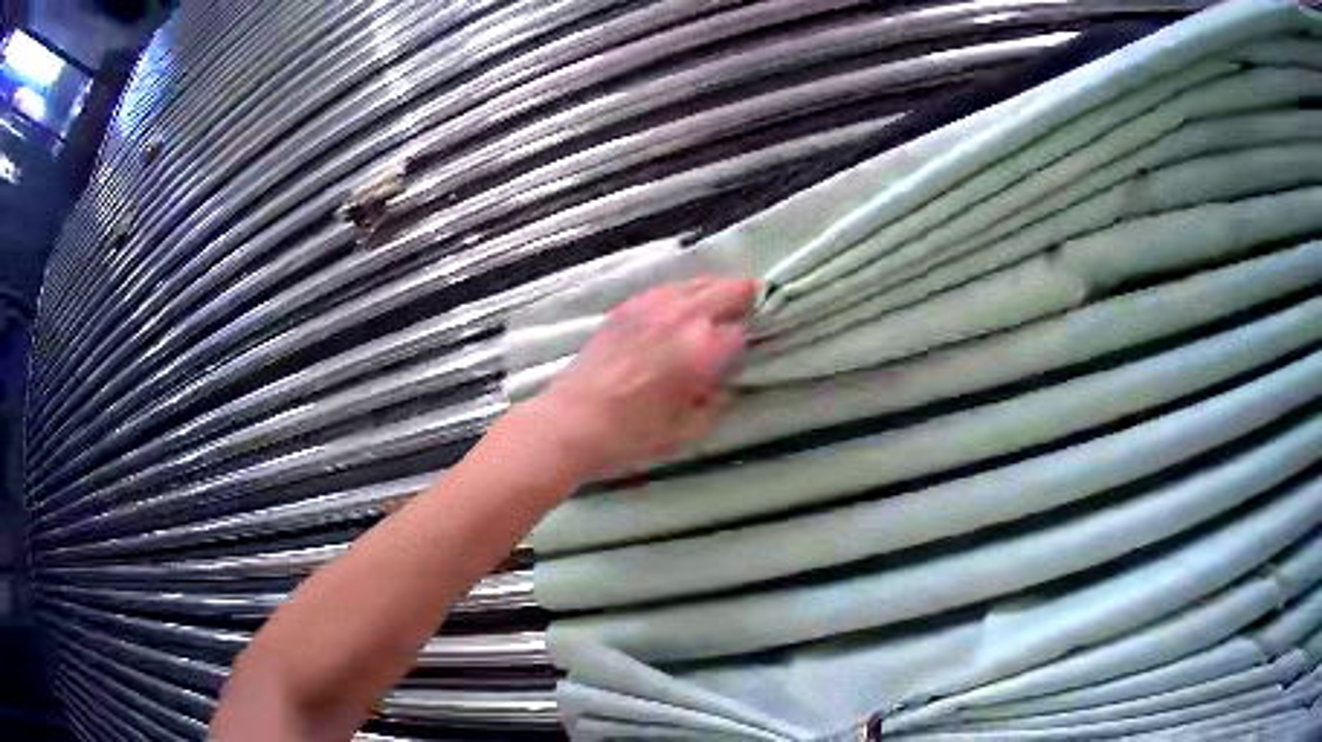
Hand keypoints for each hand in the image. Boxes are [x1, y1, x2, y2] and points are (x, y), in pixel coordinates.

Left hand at [532, 276, 758, 479]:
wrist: (571, 422)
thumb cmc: (631, 435)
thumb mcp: (687, 432)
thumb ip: (714, 404)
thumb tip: (721, 385)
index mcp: (702, 349)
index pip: (741, 332)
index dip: (746, 345)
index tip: (741, 356)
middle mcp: (682, 316)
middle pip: (728, 289)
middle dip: (744, 299)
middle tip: (751, 310)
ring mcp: (652, 306)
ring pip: (697, 282)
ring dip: (714, 292)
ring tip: (718, 308)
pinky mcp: (626, 308)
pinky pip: (667, 289)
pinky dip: (682, 295)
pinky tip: (678, 312)